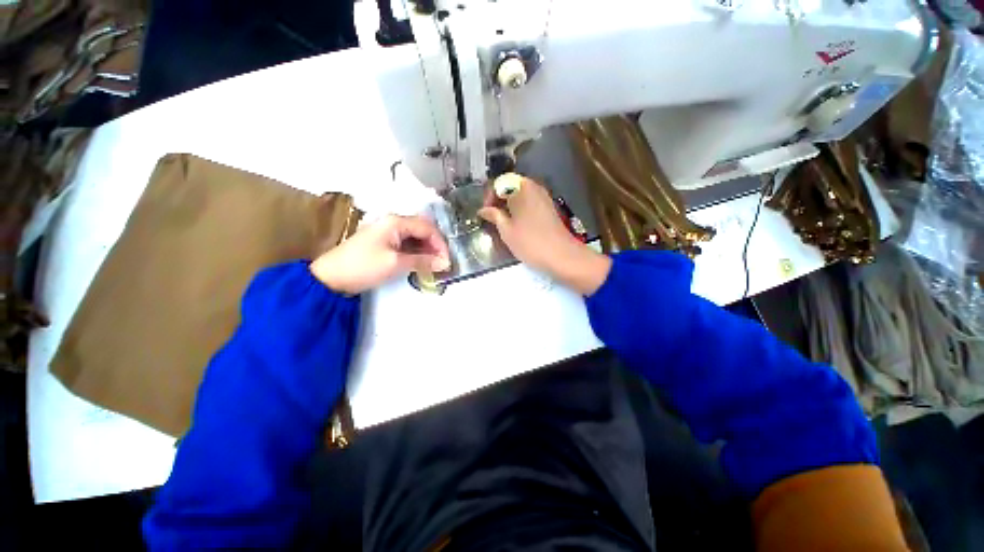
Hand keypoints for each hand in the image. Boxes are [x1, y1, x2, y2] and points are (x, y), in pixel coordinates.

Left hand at [310, 215, 449, 294]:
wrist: (330, 277)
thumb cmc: (363, 266)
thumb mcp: (396, 264)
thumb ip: (423, 261)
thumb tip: (445, 263)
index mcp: (396, 222)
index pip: (427, 228)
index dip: (440, 243)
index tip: (447, 261)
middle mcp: (393, 222)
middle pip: (422, 229)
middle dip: (434, 245)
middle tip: (441, 263)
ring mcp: (387, 232)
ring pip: (414, 237)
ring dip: (426, 249)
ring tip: (433, 265)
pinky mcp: (383, 242)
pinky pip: (405, 243)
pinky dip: (415, 252)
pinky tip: (420, 262)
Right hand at [478, 174, 611, 294]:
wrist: (562, 255)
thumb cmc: (530, 242)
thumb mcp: (507, 231)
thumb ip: (494, 216)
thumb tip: (483, 210)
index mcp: (521, 188)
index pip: (499, 182)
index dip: (489, 196)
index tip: (485, 213)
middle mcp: (534, 187)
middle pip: (511, 186)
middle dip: (498, 200)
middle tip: (491, 217)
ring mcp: (544, 197)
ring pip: (521, 194)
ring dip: (509, 205)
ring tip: (502, 222)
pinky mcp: (549, 208)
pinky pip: (530, 202)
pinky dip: (520, 209)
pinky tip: (517, 224)